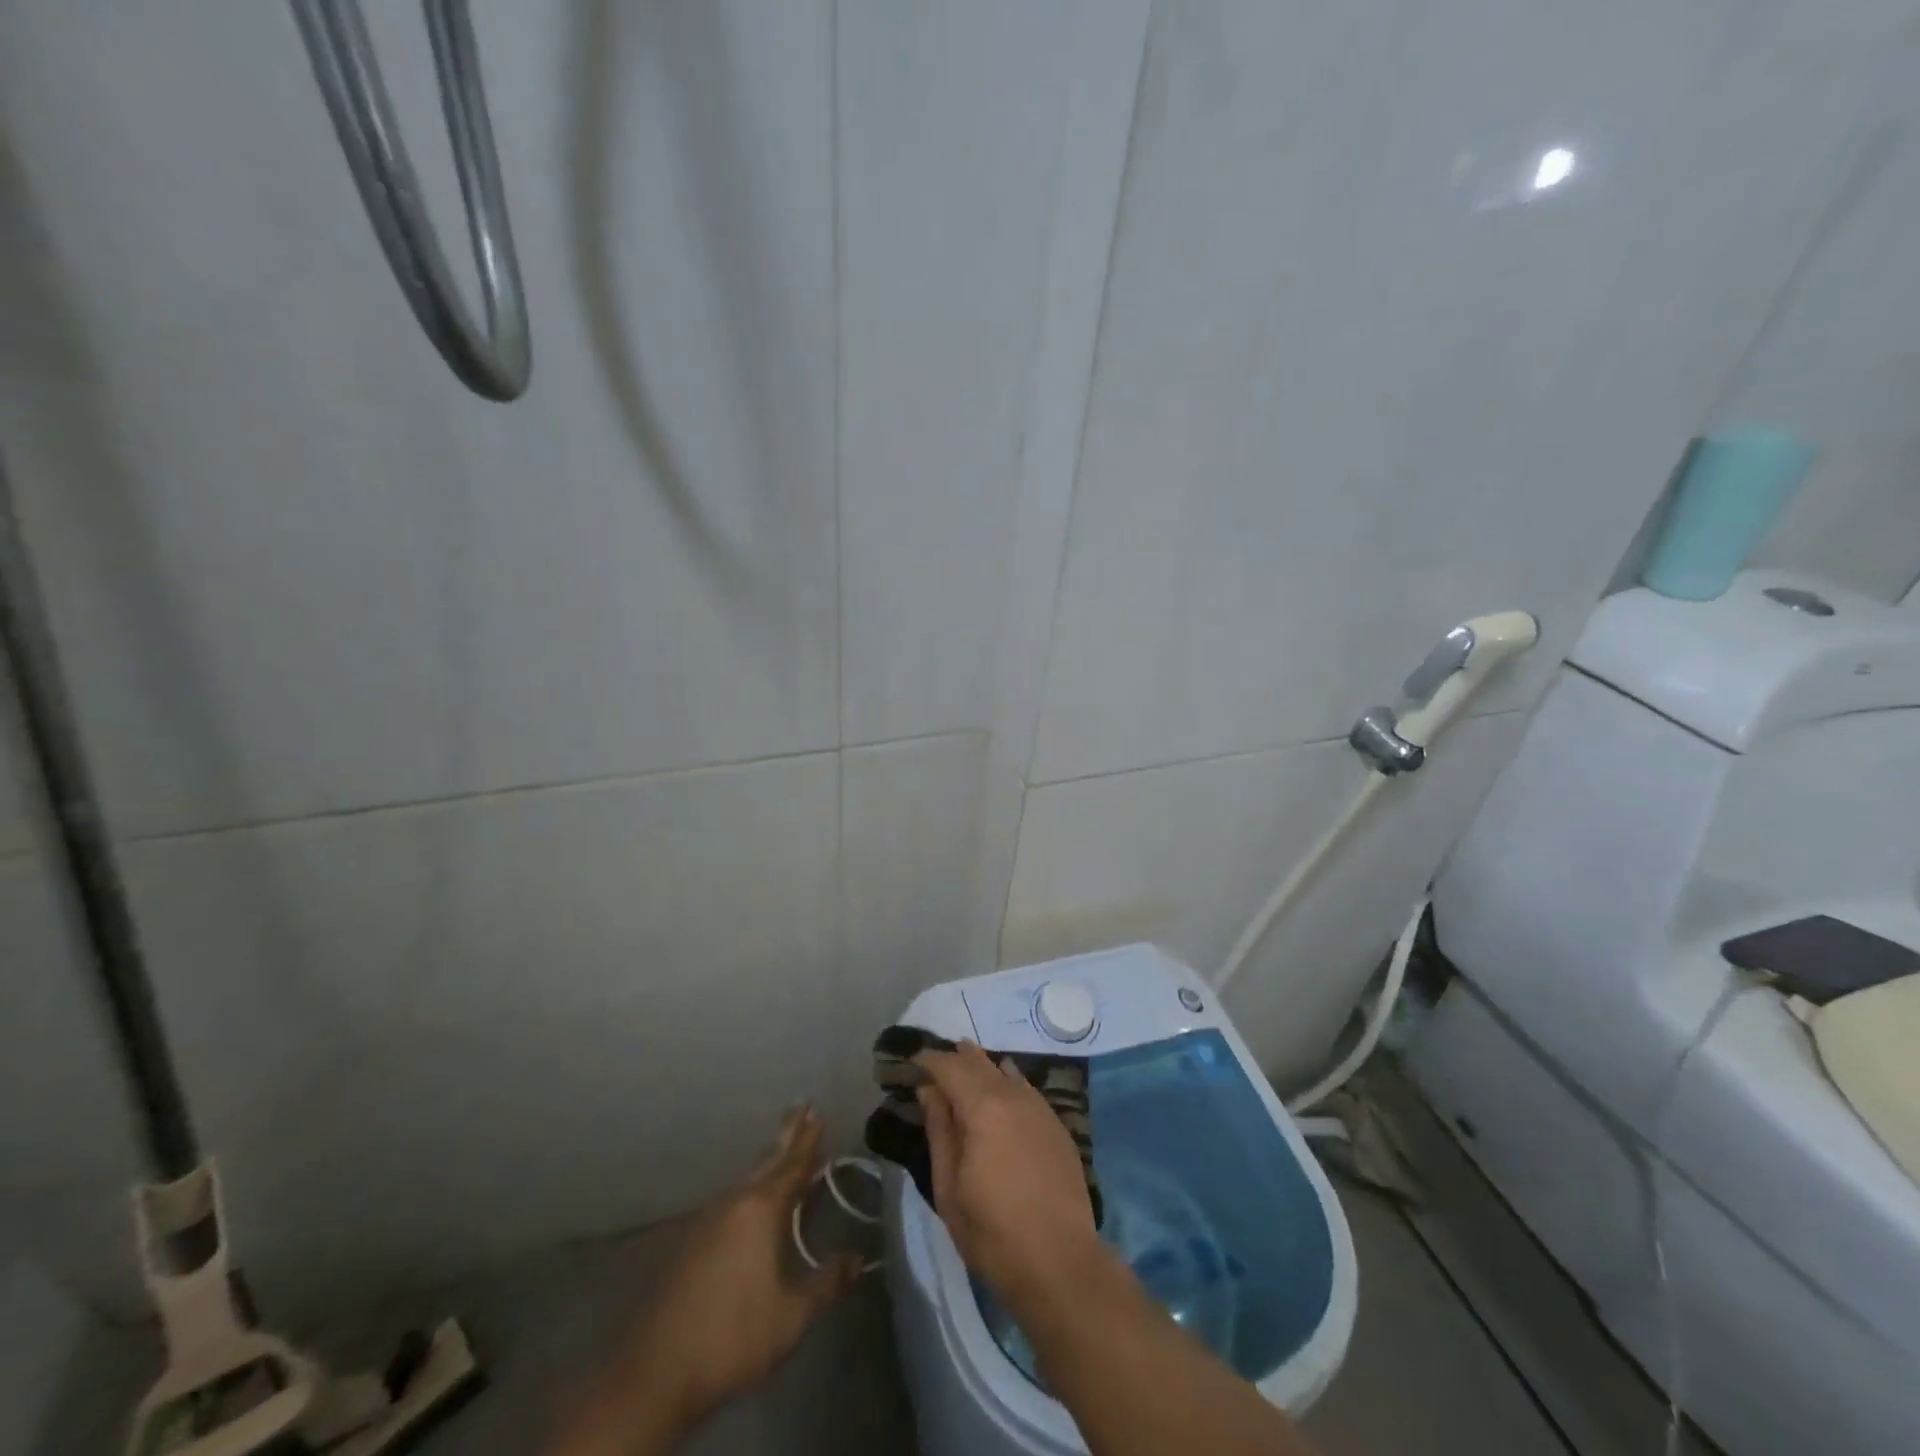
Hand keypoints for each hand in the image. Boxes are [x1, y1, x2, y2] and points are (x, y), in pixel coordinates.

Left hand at [556, 1108, 860, 1455]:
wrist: (657, 1372)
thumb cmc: (733, 1336)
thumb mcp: (791, 1316)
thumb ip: (826, 1283)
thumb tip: (857, 1259)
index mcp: (762, 1210)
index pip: (793, 1166)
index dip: (809, 1141)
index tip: (818, 1112)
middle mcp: (736, 1203)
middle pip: (769, 1161)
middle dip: (788, 1135)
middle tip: (803, 1106)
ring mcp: (710, 1220)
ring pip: (748, 1179)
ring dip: (770, 1161)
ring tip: (784, 1148)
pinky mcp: (693, 1242)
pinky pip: (732, 1199)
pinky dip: (752, 1186)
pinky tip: (752, 1198)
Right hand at [916, 1042, 1105, 1321]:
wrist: (1060, 1262)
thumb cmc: (992, 1233)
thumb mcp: (949, 1188)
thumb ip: (939, 1130)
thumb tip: (928, 1090)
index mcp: (983, 1107)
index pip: (950, 1066)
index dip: (929, 1060)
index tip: (912, 1062)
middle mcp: (1013, 1095)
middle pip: (979, 1062)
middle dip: (955, 1058)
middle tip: (935, 1064)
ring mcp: (1040, 1107)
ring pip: (1006, 1071)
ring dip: (982, 1067)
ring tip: (964, 1072)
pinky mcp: (1057, 1124)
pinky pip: (1026, 1089)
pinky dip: (1006, 1083)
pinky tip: (1000, 1095)